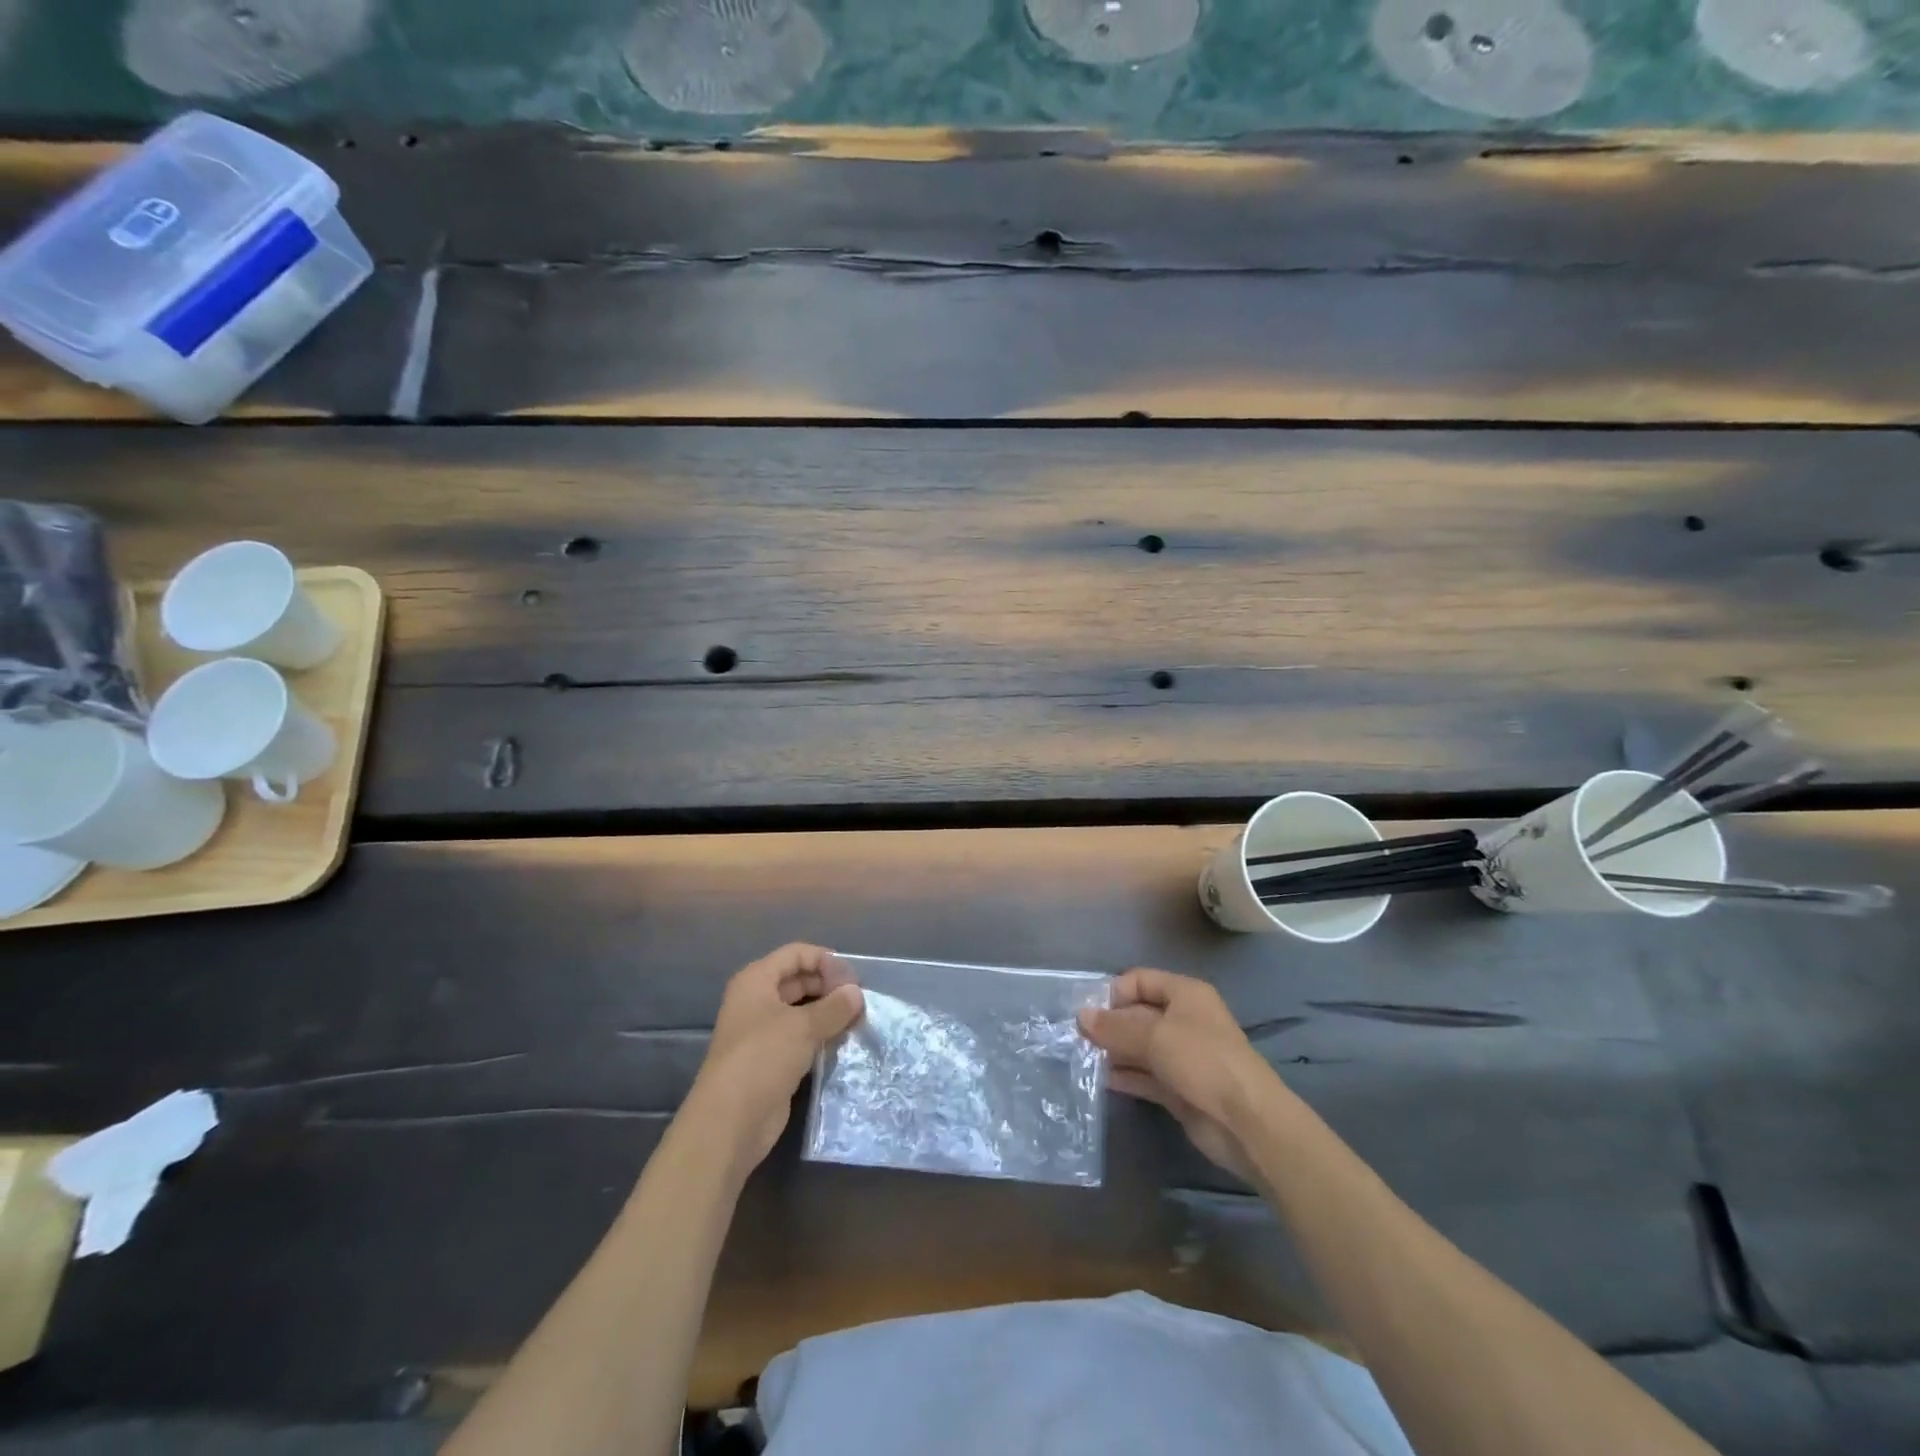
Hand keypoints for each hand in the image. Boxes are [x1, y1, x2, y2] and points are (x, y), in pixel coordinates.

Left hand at [688, 943, 863, 1175]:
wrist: (730, 1122)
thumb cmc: (763, 1058)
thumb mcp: (804, 1026)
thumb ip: (834, 1006)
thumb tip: (857, 993)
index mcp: (756, 980)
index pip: (796, 954)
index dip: (825, 960)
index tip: (854, 978)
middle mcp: (757, 1000)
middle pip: (798, 980)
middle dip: (829, 987)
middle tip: (860, 1001)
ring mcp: (762, 1032)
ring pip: (801, 1011)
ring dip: (827, 1013)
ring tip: (857, 1020)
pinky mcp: (771, 1060)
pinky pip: (800, 1038)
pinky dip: (820, 1036)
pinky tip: (842, 1042)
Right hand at [1078, 967, 1278, 1180]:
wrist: (1246, 1122)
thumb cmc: (1202, 1061)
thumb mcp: (1154, 1036)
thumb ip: (1115, 1027)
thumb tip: (1080, 1017)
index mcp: (1185, 994)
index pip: (1140, 980)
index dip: (1113, 992)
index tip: (1086, 1012)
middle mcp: (1183, 1020)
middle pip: (1137, 1013)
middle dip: (1108, 1024)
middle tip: (1073, 1037)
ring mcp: (1181, 1056)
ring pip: (1139, 1046)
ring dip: (1113, 1051)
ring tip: (1078, 1058)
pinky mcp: (1178, 1088)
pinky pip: (1144, 1075)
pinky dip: (1124, 1075)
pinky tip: (1097, 1079)